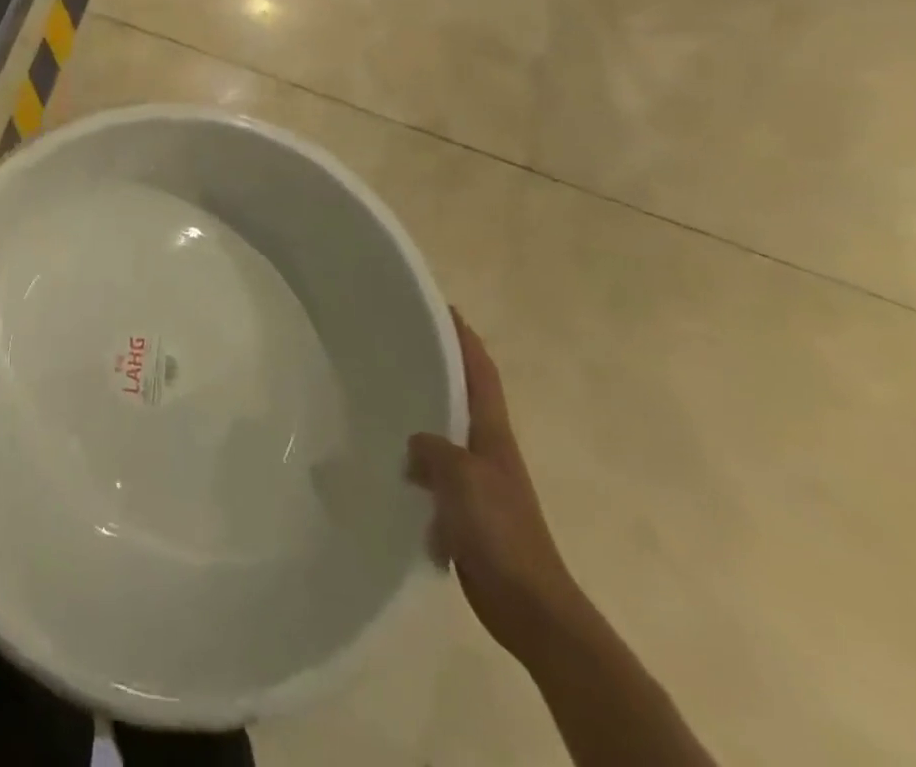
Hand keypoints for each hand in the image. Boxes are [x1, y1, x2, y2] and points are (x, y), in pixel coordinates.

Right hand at [407, 311, 584, 662]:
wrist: (531, 607)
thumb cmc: (500, 533)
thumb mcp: (461, 478)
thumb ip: (432, 449)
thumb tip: (414, 446)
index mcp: (492, 434)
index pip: (479, 372)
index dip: (463, 338)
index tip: (442, 308)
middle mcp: (488, 450)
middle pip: (464, 398)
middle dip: (439, 369)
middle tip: (399, 346)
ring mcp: (480, 483)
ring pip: (446, 436)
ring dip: (423, 417)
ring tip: (384, 401)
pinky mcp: (468, 512)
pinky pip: (436, 474)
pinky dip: (416, 465)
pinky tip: (390, 468)